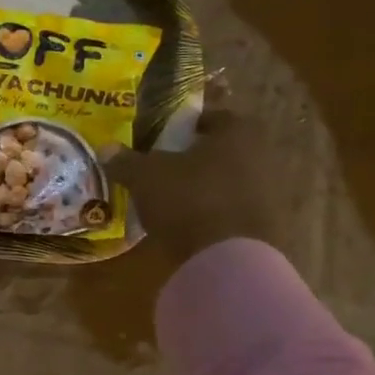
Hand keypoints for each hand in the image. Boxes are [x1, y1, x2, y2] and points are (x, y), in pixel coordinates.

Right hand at [111, 95, 280, 266]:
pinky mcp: (265, 224)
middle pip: (224, 150)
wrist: (227, 257)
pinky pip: (233, 209)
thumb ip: (125, 160)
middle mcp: (261, 156)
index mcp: (237, 133)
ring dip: (205, 186)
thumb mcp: (144, 176)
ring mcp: (268, 192)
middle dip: (196, 158)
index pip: (214, 117)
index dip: (188, 125)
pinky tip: (188, 224)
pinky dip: (213, 212)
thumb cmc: (187, 199)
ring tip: (173, 199)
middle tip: (166, 168)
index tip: (166, 137)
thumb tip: (105, 148)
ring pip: (229, 180)